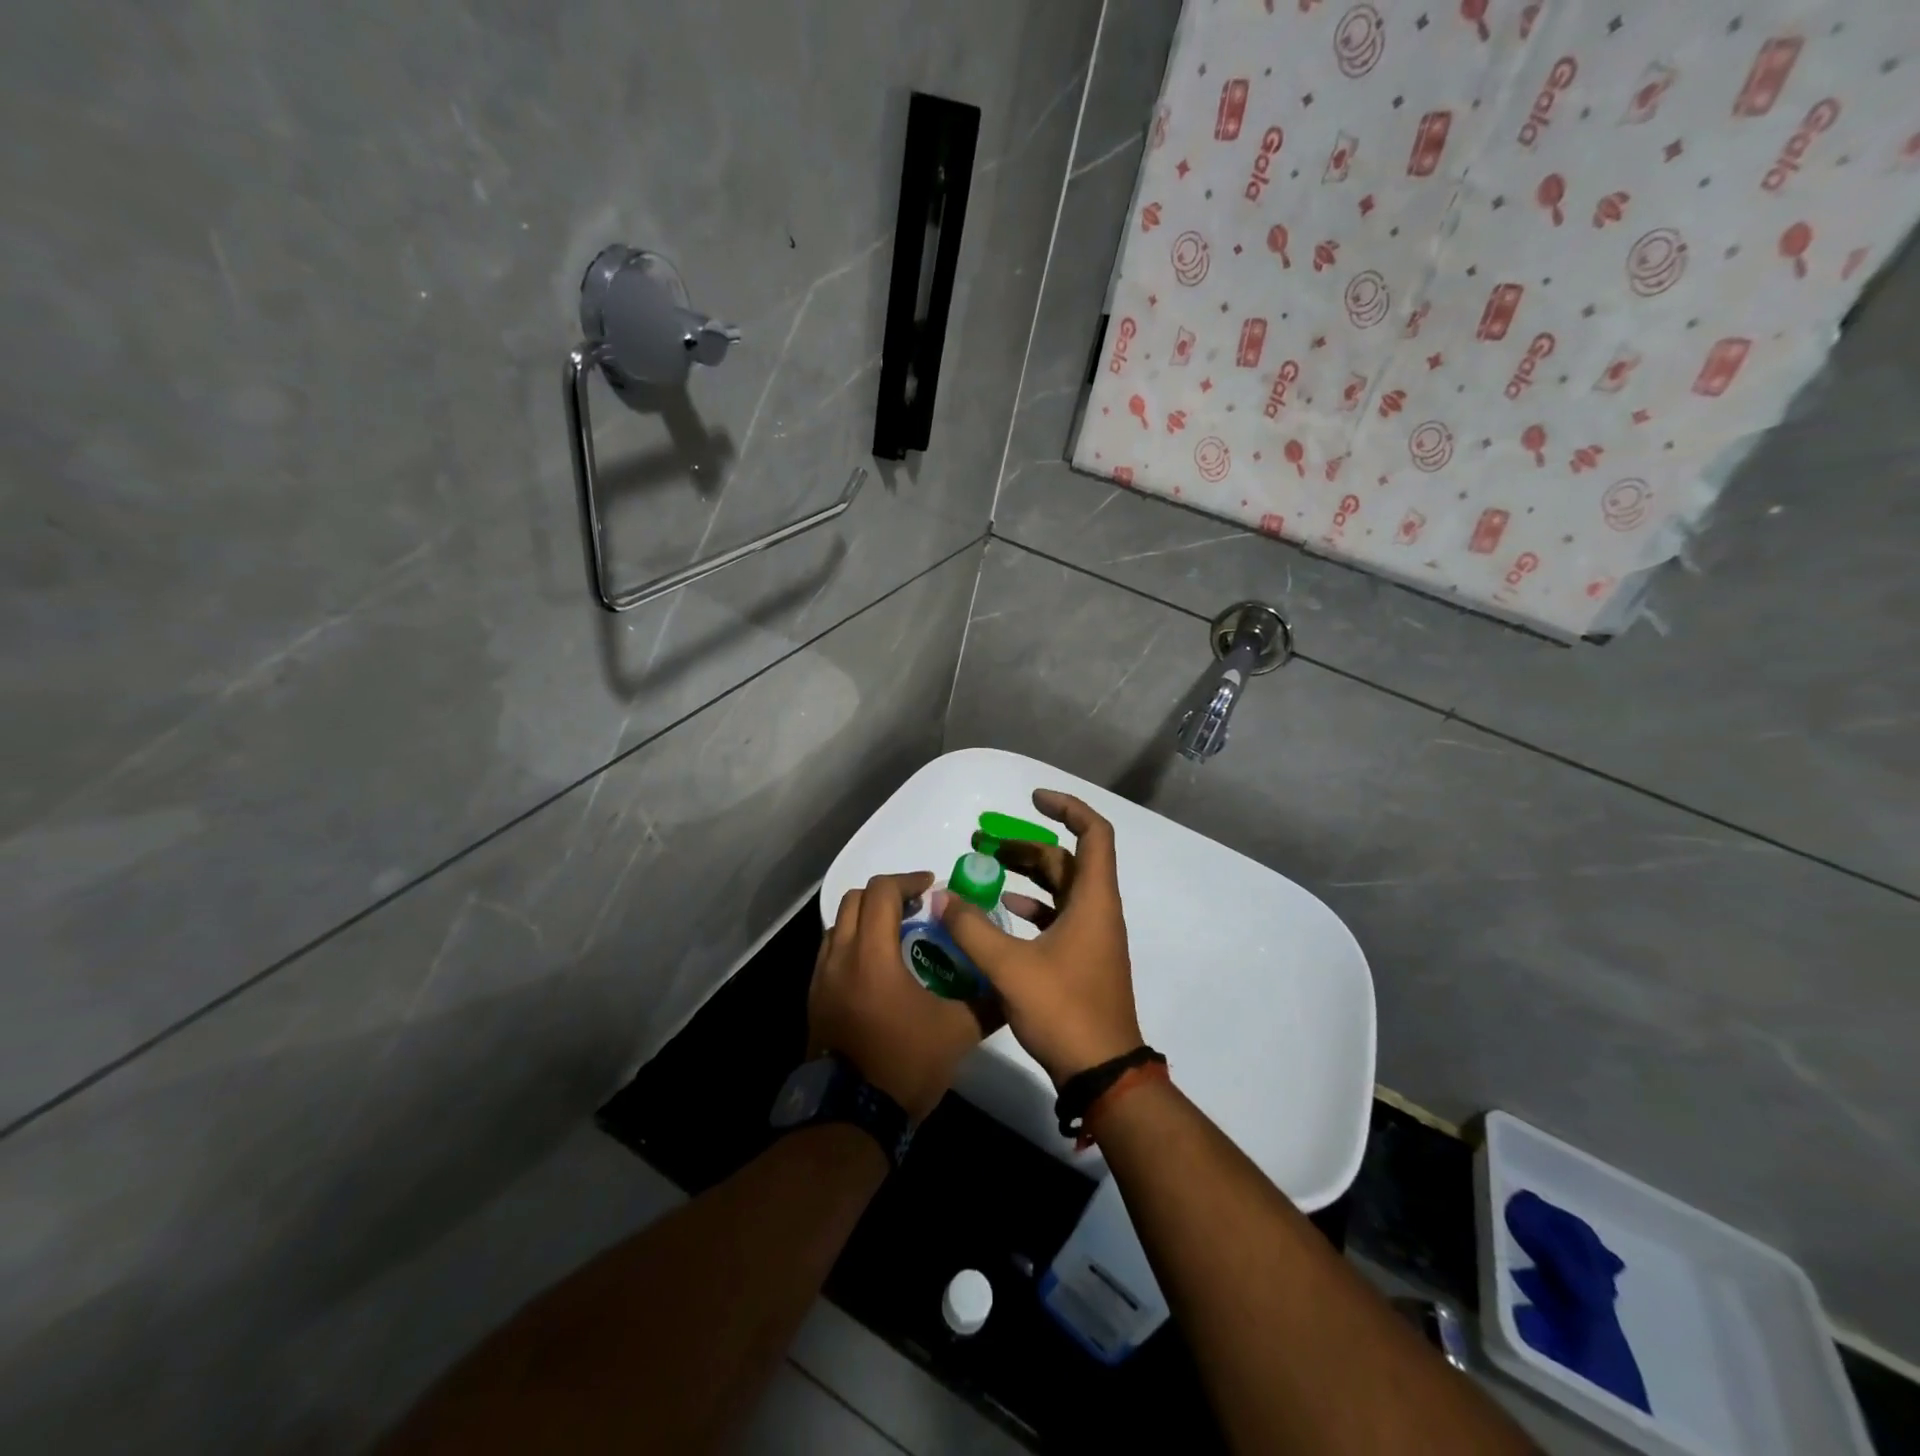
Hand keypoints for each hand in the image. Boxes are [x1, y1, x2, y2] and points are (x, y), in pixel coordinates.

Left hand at [809, 873, 992, 1121]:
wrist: (852, 1118)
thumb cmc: (905, 1065)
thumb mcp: (957, 1032)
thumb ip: (986, 1002)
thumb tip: (1009, 986)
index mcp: (871, 955)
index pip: (881, 892)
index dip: (908, 880)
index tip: (931, 888)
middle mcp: (839, 957)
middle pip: (854, 900)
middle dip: (886, 894)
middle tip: (916, 907)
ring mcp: (821, 979)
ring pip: (838, 925)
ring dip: (867, 918)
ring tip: (897, 935)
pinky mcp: (815, 999)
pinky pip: (831, 952)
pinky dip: (853, 943)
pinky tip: (878, 969)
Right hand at [940, 790, 1143, 1085]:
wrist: (1102, 1073)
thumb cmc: (1064, 1010)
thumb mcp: (1010, 967)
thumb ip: (971, 929)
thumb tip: (941, 896)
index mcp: (1093, 900)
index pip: (1094, 833)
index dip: (1067, 808)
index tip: (1032, 798)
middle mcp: (1096, 910)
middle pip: (1065, 860)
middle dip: (1025, 844)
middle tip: (982, 842)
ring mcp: (1091, 935)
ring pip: (1059, 888)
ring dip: (1025, 874)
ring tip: (984, 868)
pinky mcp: (1081, 958)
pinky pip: (1056, 916)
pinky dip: (1031, 905)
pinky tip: (1001, 909)